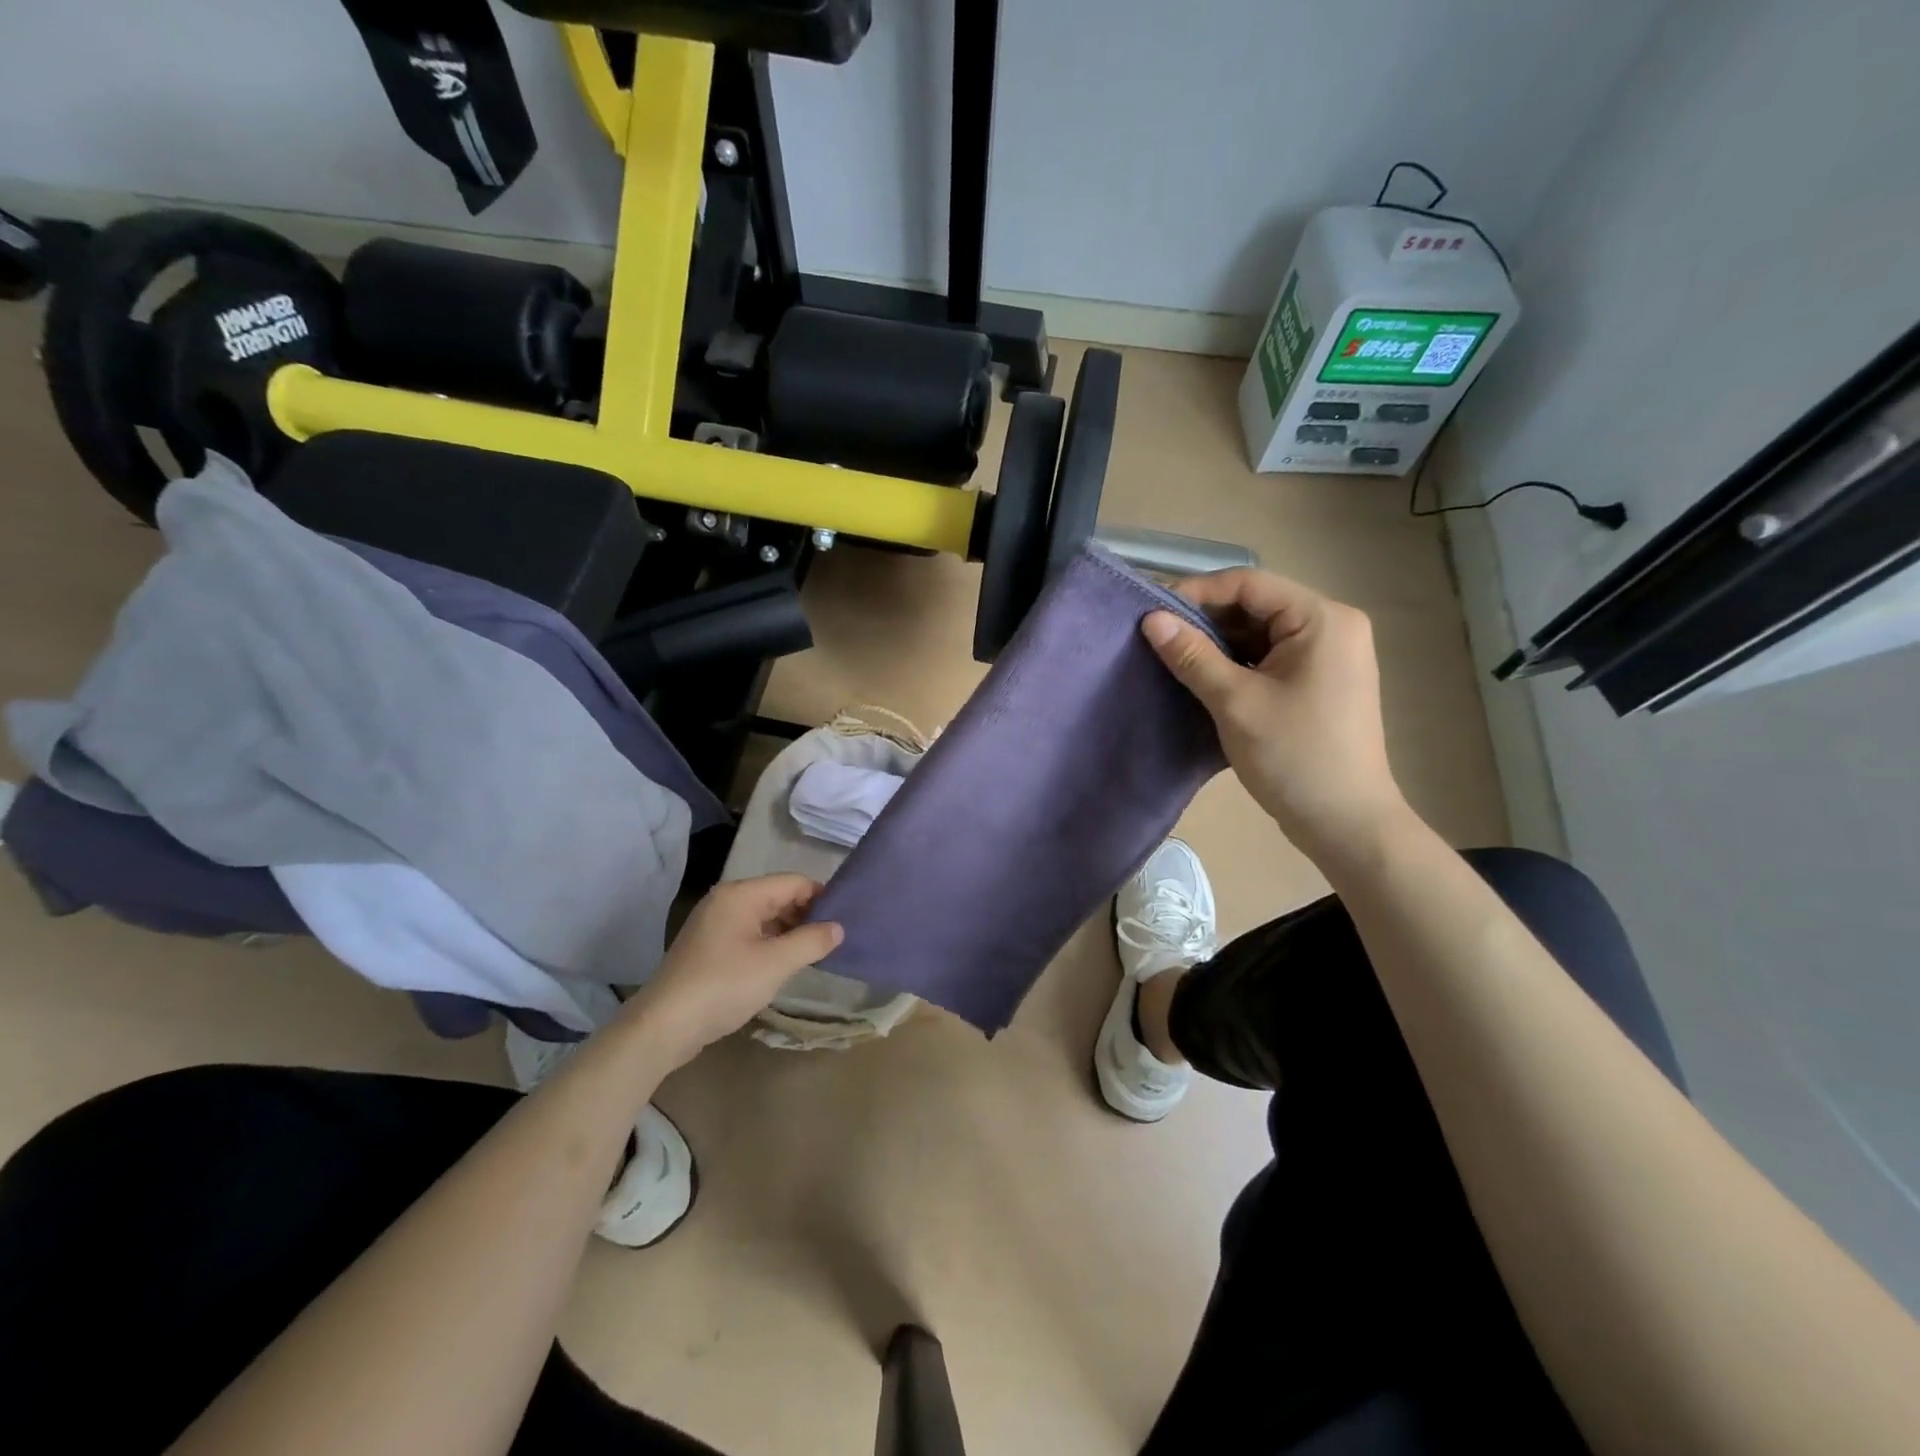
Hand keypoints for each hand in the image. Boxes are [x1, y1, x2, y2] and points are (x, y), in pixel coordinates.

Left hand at [622, 875, 842, 1068]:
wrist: (664, 1026)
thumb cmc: (723, 986)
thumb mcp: (775, 964)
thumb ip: (811, 941)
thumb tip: (838, 928)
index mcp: (740, 895)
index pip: (793, 882)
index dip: (821, 897)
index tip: (844, 920)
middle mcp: (725, 901)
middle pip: (778, 896)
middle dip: (806, 915)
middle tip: (831, 941)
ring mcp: (713, 924)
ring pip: (764, 917)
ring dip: (788, 932)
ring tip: (812, 954)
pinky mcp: (708, 947)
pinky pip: (748, 934)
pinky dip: (769, 944)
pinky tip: (782, 965)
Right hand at [1142, 569, 1407, 855]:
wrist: (1345, 822)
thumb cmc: (1294, 756)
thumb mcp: (1235, 702)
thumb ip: (1192, 656)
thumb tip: (1151, 619)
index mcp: (1322, 619)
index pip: (1249, 584)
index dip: (1197, 593)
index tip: (1152, 614)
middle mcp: (1331, 626)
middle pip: (1255, 606)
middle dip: (1205, 620)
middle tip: (1157, 639)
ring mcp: (1328, 655)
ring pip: (1259, 633)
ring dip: (1217, 644)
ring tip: (1173, 659)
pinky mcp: (1319, 681)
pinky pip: (1268, 657)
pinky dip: (1235, 664)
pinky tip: (1202, 679)